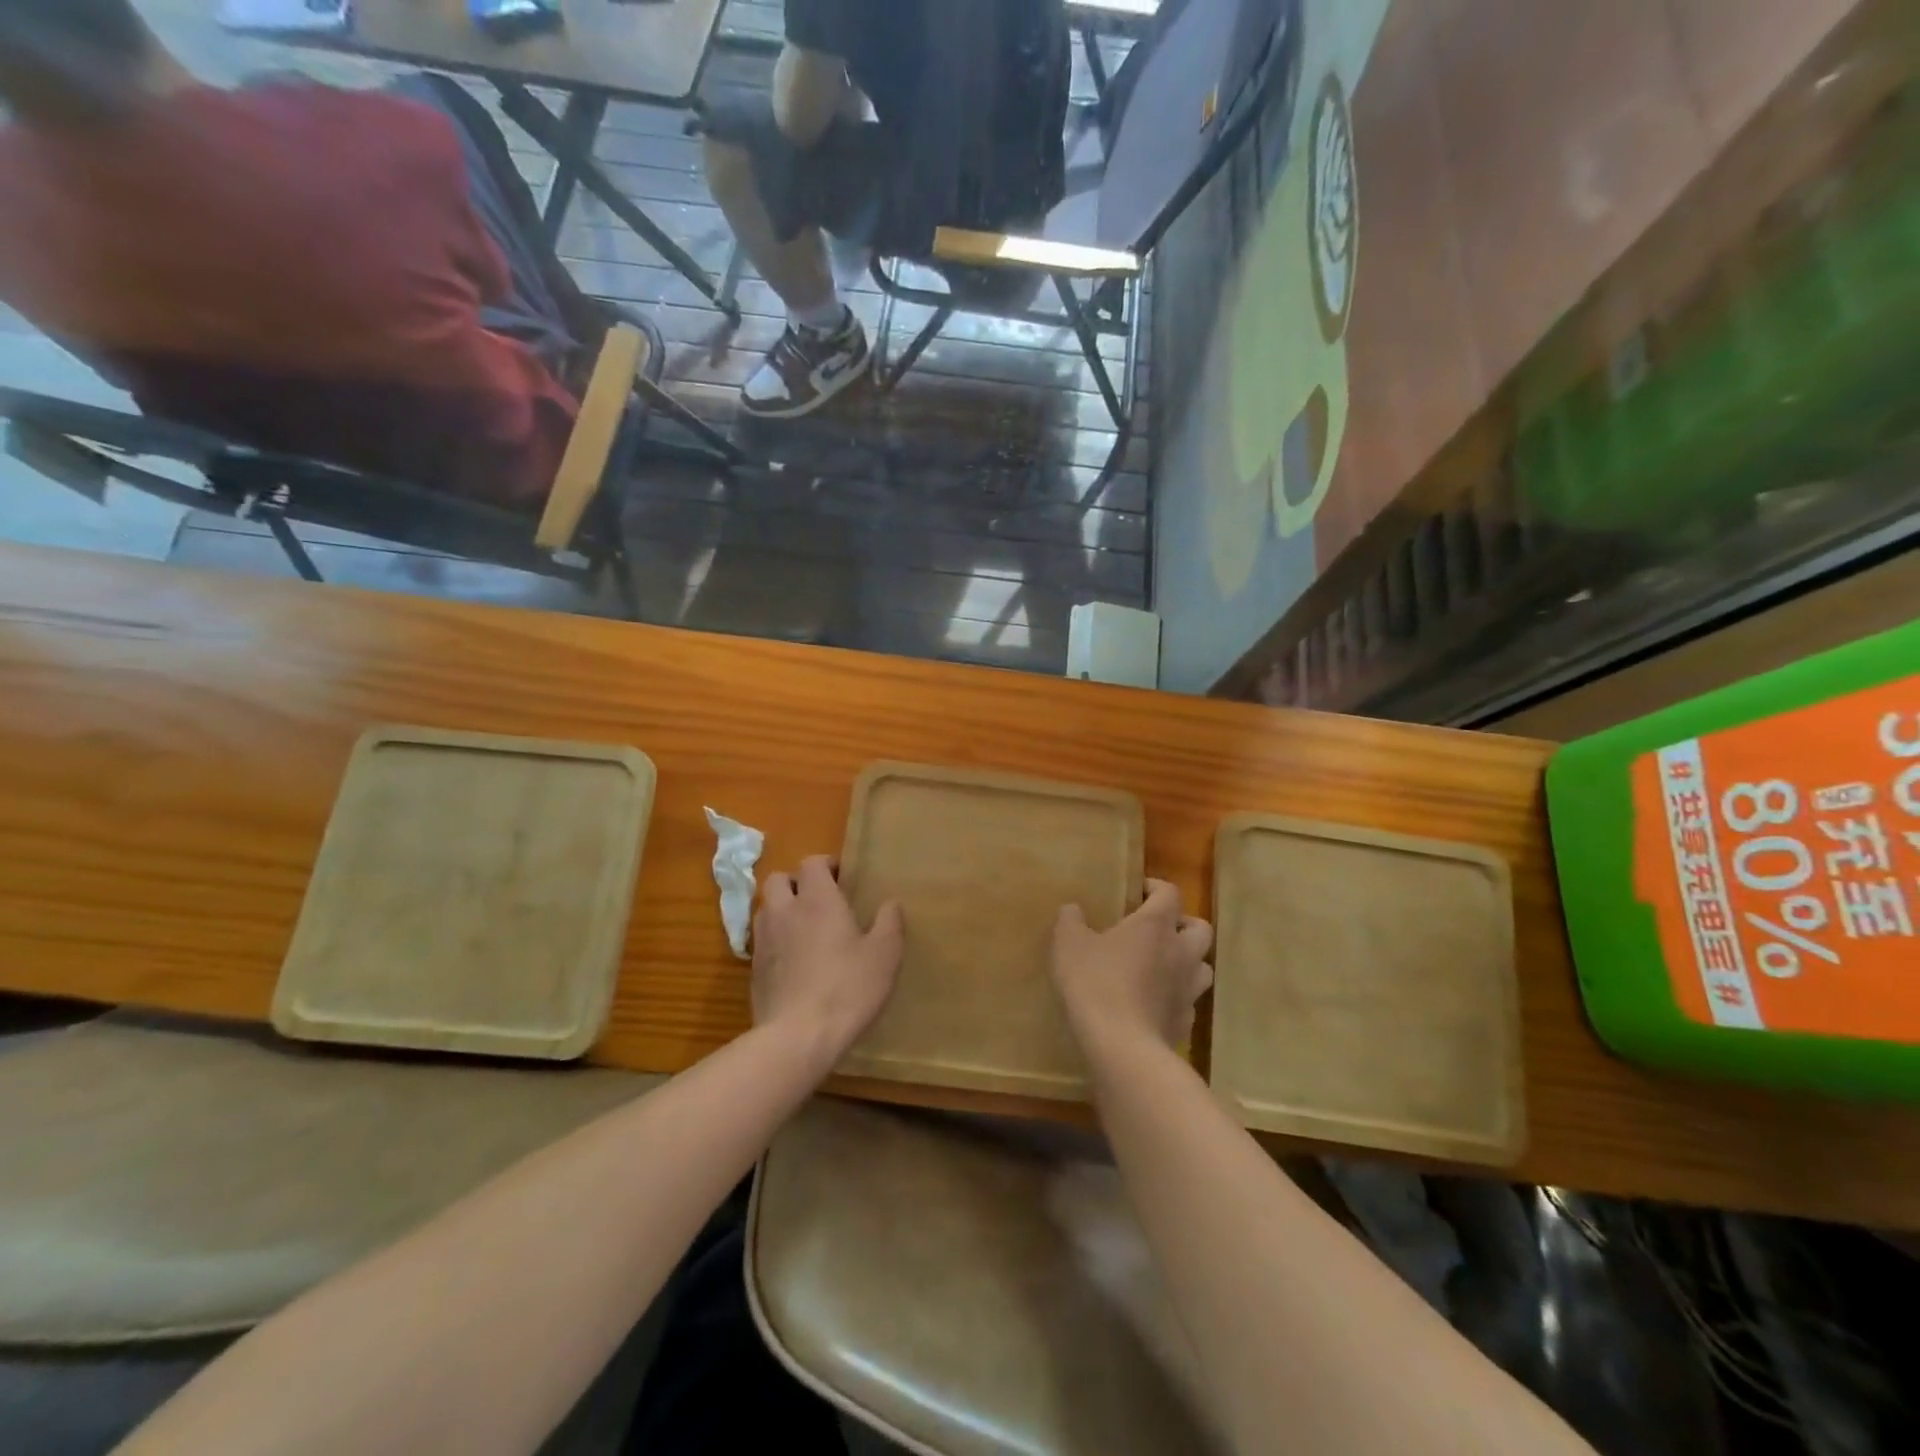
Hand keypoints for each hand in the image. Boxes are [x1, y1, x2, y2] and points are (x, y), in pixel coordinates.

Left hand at [752, 856, 903, 1063]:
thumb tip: (890, 903)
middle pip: (779, 879)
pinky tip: (794, 960)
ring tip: (805, 928)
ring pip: (766, 908)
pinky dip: (775, 939)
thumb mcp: (885, 955)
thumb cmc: (847, 988)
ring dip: (782, 909)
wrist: (797, 1037)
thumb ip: (889, 923)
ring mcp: (763, 939)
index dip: (826, 864)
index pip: (812, 862)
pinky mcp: (753, 968)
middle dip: (797, 882)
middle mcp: (784, 910)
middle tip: (820, 900)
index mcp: (817, 899)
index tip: (843, 877)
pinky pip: (761, 939)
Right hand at [1052, 880, 1212, 1058]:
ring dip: (1187, 961)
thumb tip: (1073, 909)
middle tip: (1158, 930)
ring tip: (1161, 966)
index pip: (1170, 893)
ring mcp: (1188, 989)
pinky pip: (1188, 1002)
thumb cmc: (1096, 983)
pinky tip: (1154, 1003)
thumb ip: (1070, 920)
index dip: (1156, 888)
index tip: (1139, 891)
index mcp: (1156, 925)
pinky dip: (1176, 997)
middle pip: (1200, 928)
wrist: (1122, 1046)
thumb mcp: (1068, 944)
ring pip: (1203, 966)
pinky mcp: (1186, 1022)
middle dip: (1183, 925)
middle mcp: (1181, 952)